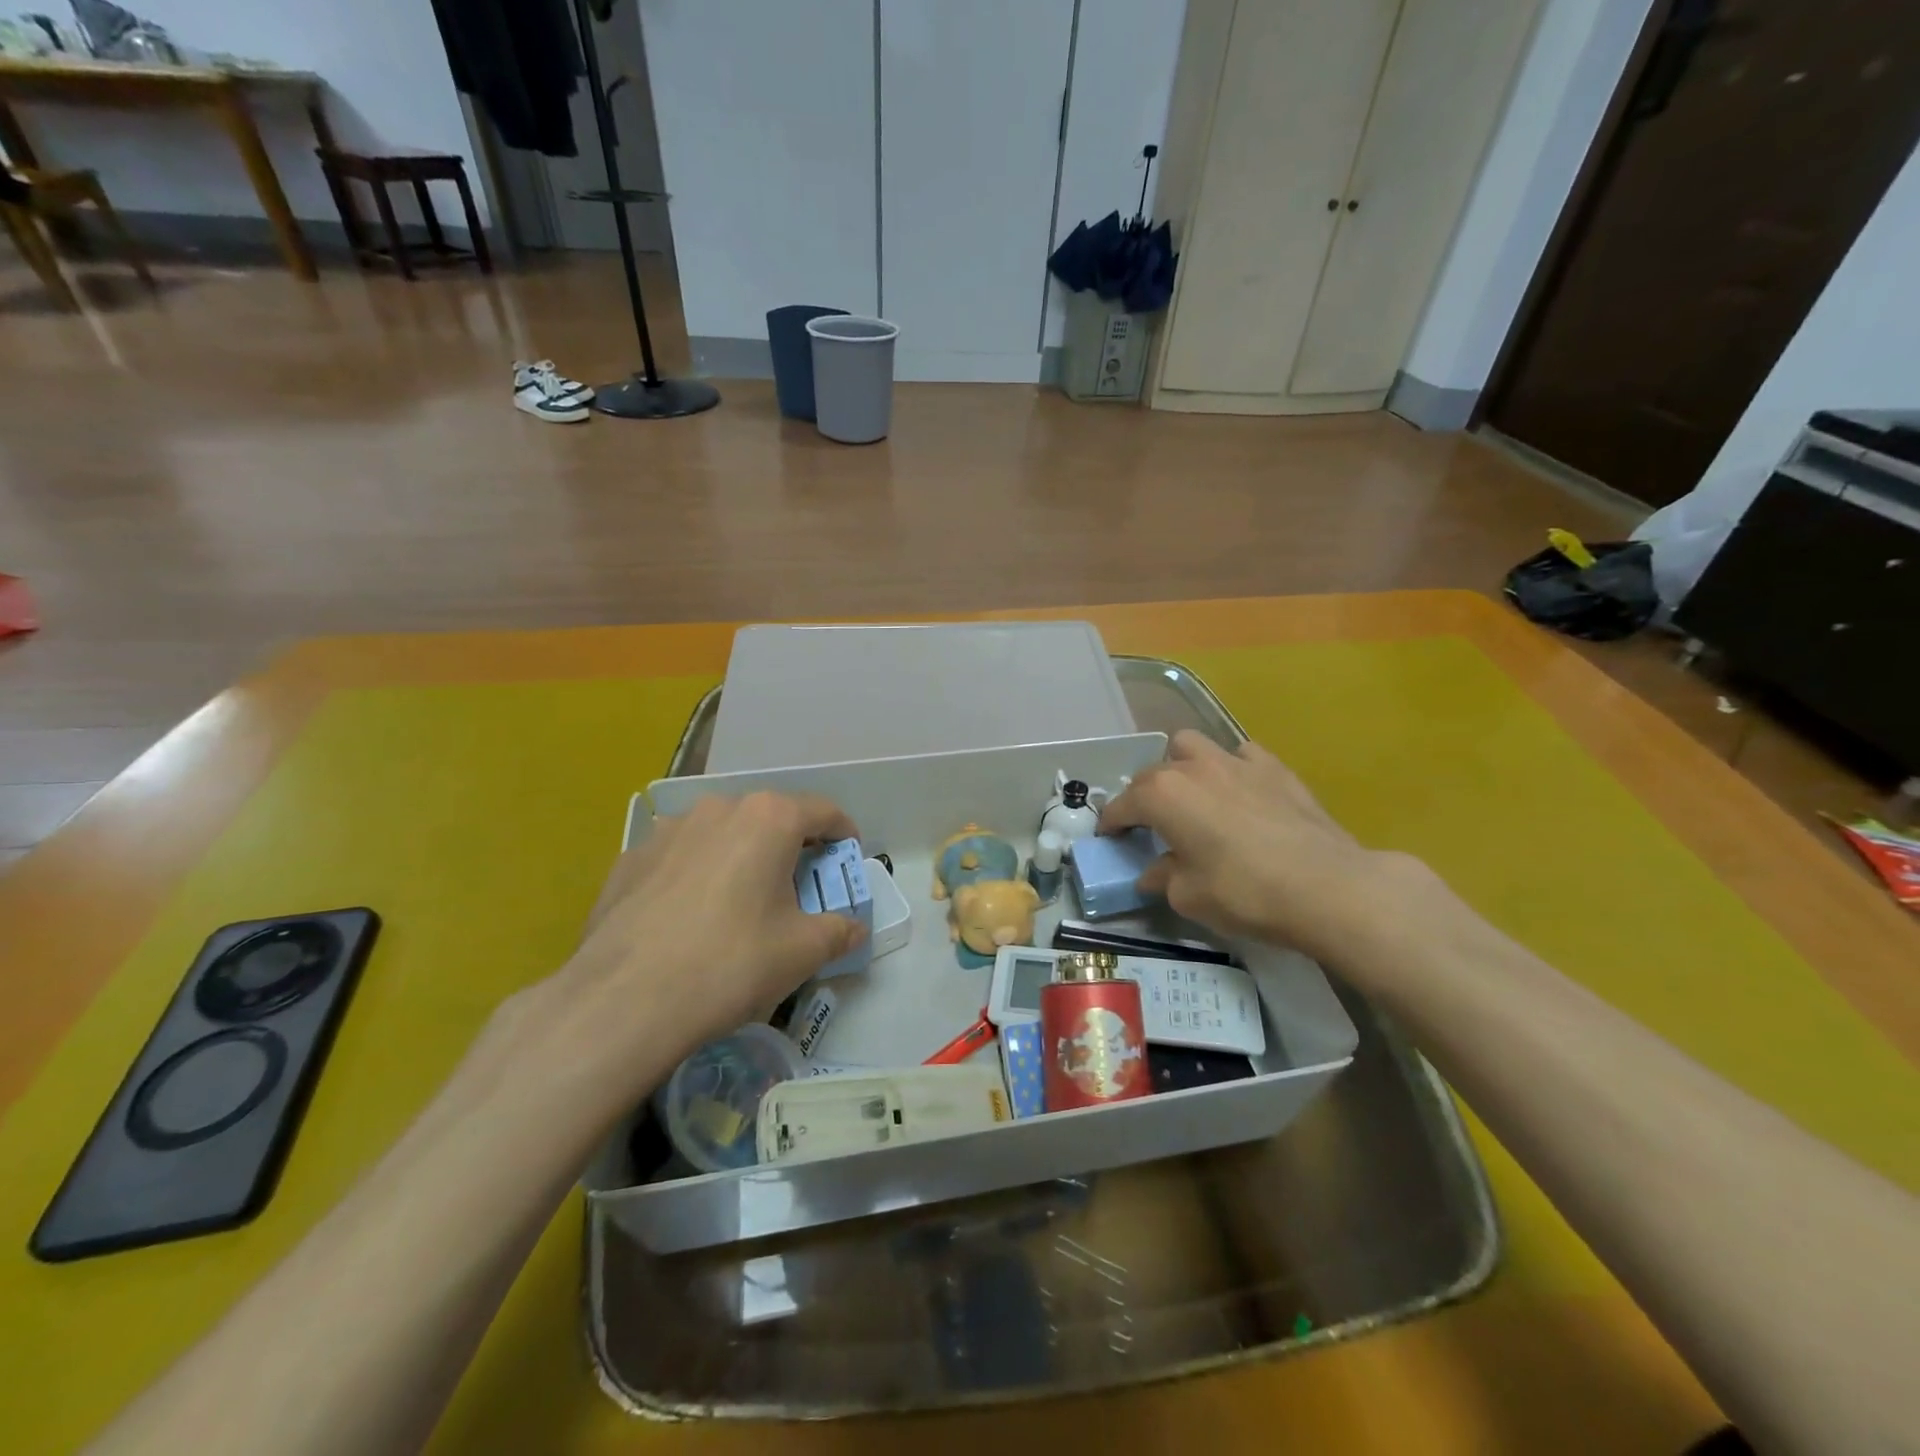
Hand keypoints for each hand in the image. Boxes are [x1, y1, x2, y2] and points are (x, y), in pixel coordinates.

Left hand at [514, 792, 864, 1108]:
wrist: (624, 1000)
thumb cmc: (731, 963)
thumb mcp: (803, 951)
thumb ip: (839, 931)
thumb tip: (854, 928)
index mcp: (769, 819)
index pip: (823, 811)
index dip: (843, 834)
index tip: (846, 859)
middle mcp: (719, 809)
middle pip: (770, 818)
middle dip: (790, 846)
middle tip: (796, 887)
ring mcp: (667, 830)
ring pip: (721, 834)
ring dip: (740, 856)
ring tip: (739, 901)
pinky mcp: (630, 858)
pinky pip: (680, 857)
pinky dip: (697, 874)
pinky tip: (689, 917)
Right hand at [1101, 731, 1414, 965]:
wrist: (1326, 885)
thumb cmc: (1244, 892)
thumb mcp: (1188, 896)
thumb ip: (1163, 877)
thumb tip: (1154, 872)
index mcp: (1161, 795)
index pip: (1122, 805)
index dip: (1110, 823)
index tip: (1109, 838)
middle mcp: (1192, 767)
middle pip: (1152, 773)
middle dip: (1143, 796)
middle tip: (1151, 825)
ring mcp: (1235, 761)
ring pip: (1192, 746)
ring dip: (1181, 765)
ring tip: (1191, 794)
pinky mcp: (1274, 767)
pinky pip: (1240, 756)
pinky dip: (1231, 769)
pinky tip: (1240, 792)